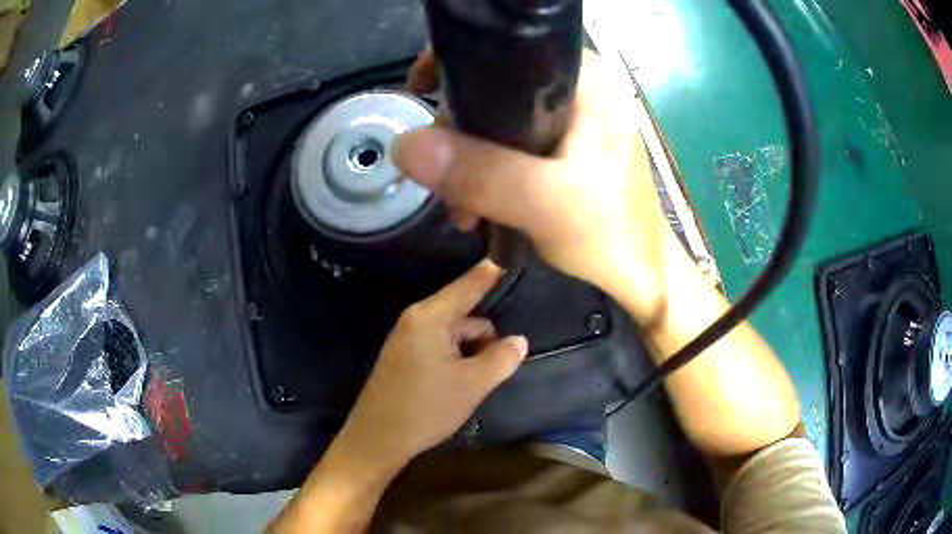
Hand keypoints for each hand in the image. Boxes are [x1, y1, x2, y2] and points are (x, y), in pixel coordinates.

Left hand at [335, 260, 527, 474]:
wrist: (378, 438)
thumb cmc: (426, 408)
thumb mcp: (472, 384)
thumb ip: (500, 358)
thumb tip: (520, 340)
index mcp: (431, 316)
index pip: (469, 284)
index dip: (492, 272)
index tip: (511, 256)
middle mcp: (417, 318)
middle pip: (464, 312)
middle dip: (484, 335)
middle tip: (495, 367)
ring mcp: (408, 336)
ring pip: (454, 332)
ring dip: (471, 351)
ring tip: (474, 384)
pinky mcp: (405, 354)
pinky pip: (440, 344)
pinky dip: (456, 357)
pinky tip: (458, 384)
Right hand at [394, 50, 671, 322]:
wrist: (640, 274)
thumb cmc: (611, 234)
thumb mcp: (544, 203)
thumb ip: (480, 173)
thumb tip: (404, 145)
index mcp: (586, 78)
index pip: (507, 47)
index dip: (457, 63)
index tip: (421, 92)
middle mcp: (579, 85)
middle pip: (495, 84)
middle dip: (459, 130)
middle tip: (444, 179)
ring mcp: (573, 115)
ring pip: (498, 116)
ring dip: (469, 156)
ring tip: (463, 207)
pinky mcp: (566, 143)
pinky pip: (510, 140)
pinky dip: (487, 167)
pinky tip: (478, 203)